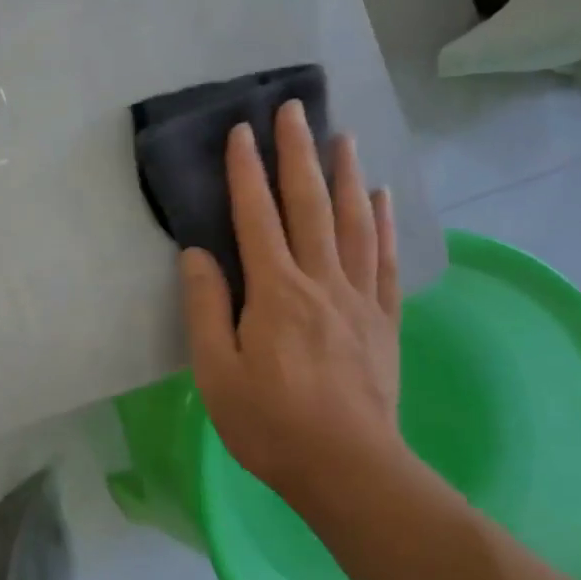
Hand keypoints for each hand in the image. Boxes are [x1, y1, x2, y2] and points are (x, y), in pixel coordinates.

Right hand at [179, 104, 406, 518]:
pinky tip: (381, 197)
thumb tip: (196, 254)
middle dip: (298, 153)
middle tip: (295, 109)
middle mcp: (319, 282)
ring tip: (343, 137)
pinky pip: (383, 260)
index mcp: (274, 292)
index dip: (247, 172)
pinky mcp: (383, 320)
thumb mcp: (215, 371)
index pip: (256, 217)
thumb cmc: (270, 423)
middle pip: (309, 205)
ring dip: (345, 175)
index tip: (243, 132)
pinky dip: (382, 223)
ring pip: (352, 222)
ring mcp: (357, 298)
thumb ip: (205, 308)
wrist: (349, 470)